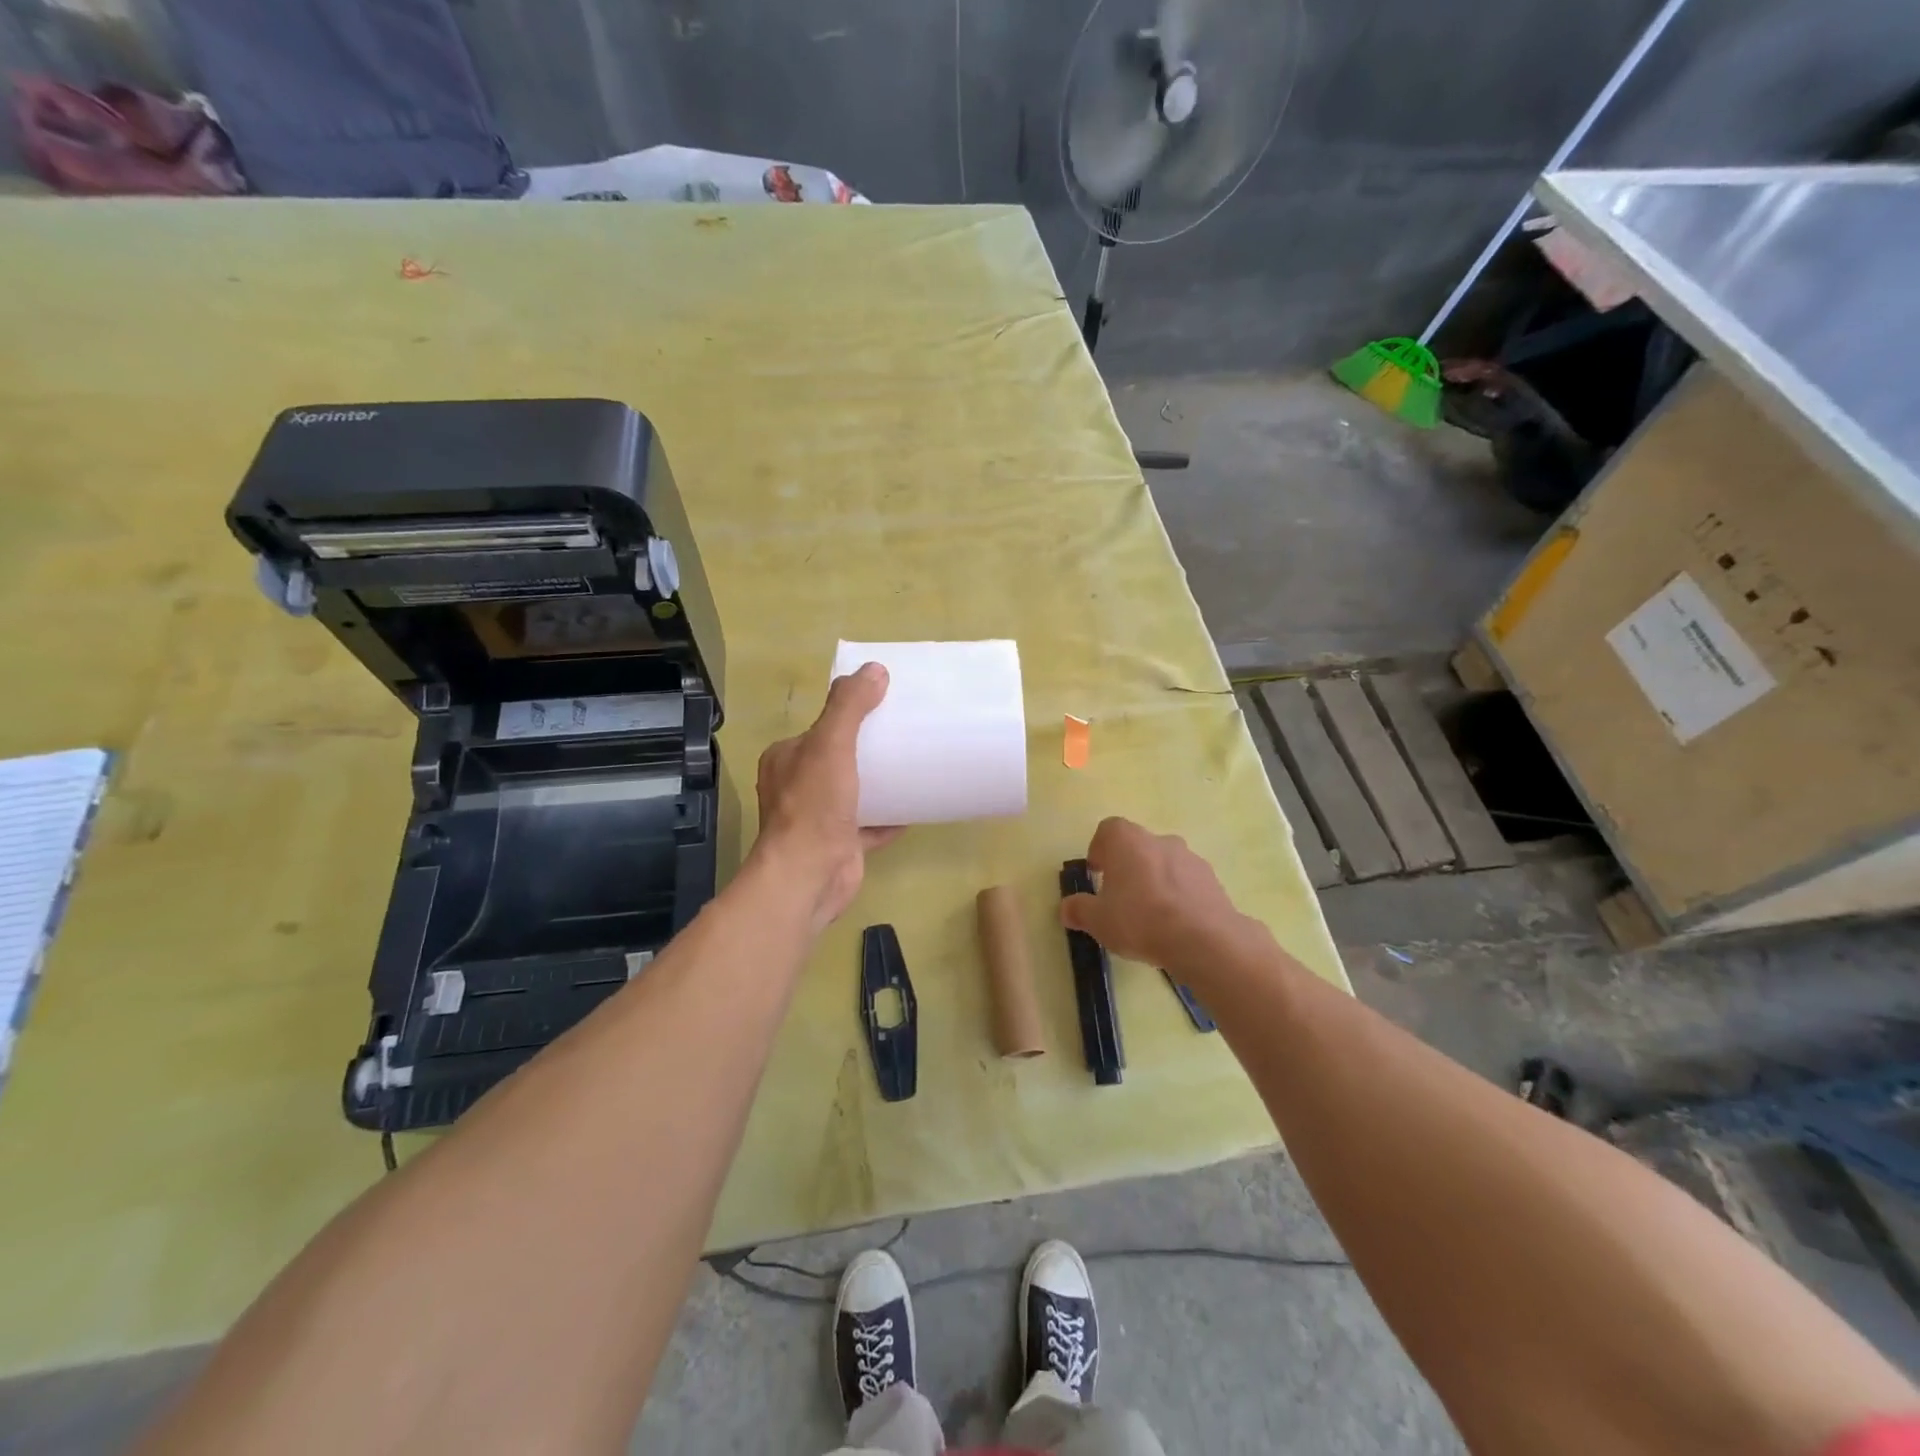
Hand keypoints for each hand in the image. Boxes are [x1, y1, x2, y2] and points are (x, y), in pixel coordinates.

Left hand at [752, 662, 901, 931]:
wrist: (809, 876)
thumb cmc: (814, 806)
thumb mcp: (830, 744)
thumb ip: (849, 706)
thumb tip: (874, 670)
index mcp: (787, 758)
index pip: (819, 728)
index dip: (848, 716)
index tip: (882, 707)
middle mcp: (797, 786)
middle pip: (838, 758)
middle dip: (868, 749)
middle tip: (905, 735)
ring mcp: (819, 818)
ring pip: (854, 791)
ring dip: (880, 782)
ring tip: (914, 766)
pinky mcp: (840, 844)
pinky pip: (870, 824)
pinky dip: (889, 817)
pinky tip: (915, 807)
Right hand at [1059, 817, 1249, 974]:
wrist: (1204, 940)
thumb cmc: (1140, 920)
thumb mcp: (1098, 921)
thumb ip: (1079, 910)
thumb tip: (1067, 908)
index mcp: (1127, 840)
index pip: (1108, 830)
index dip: (1099, 850)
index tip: (1097, 875)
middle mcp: (1158, 840)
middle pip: (1137, 846)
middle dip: (1127, 868)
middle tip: (1121, 899)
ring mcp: (1189, 857)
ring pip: (1164, 863)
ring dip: (1155, 881)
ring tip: (1151, 917)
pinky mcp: (1212, 879)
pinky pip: (1187, 882)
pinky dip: (1179, 895)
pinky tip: (1176, 924)